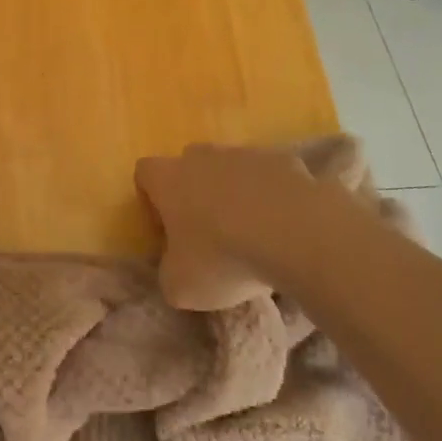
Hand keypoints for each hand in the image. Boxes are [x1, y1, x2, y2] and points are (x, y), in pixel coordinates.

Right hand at [135, 144, 328, 310]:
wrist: (296, 234)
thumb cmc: (224, 258)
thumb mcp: (181, 286)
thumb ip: (169, 273)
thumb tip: (175, 269)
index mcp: (169, 179)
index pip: (145, 172)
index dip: (151, 198)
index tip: (166, 229)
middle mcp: (202, 157)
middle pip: (189, 163)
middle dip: (195, 191)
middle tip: (209, 231)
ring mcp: (245, 154)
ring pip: (231, 167)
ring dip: (235, 192)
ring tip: (253, 232)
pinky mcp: (284, 161)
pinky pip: (270, 175)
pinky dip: (272, 195)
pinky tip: (285, 225)